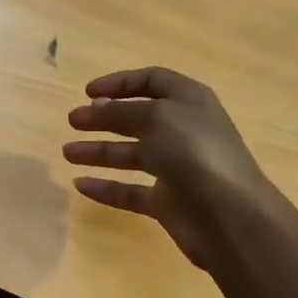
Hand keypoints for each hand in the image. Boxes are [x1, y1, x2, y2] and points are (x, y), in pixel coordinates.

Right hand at [63, 67, 276, 270]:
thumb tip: (95, 107)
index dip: (120, 83)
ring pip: (131, 154)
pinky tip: (81, 185)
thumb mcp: (155, 118)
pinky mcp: (168, 202)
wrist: (230, 216)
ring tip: (67, 152)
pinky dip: (107, 187)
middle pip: (138, 118)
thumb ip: (121, 111)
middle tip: (72, 121)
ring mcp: (176, 168)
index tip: (87, 92)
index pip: (152, 81)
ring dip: (99, 150)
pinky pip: (131, 191)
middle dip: (103, 117)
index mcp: (189, 101)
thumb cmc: (195, 153)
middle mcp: (183, 131)